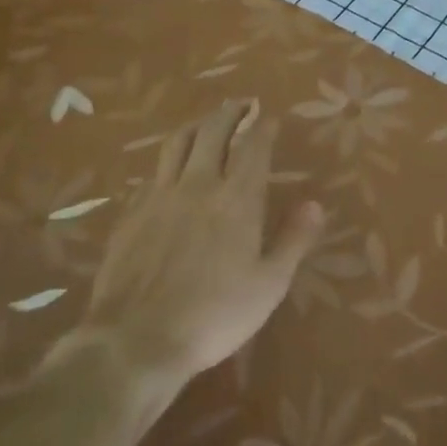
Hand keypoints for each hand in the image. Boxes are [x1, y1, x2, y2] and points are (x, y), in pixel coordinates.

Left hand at [34, 99, 324, 389]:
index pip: (253, 146)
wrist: (136, 341)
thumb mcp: (269, 285)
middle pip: (213, 131)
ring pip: (178, 143)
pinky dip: (167, 163)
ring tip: (206, 121)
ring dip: (196, 125)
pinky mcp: (131, 214)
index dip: (263, 127)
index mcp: (237, 198)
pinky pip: (152, 174)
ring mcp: (160, 196)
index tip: (269, 117)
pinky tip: (168, 171)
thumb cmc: (215, 315)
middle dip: (230, 112)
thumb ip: (294, 239)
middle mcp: (198, 184)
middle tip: (241, 104)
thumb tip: (315, 203)